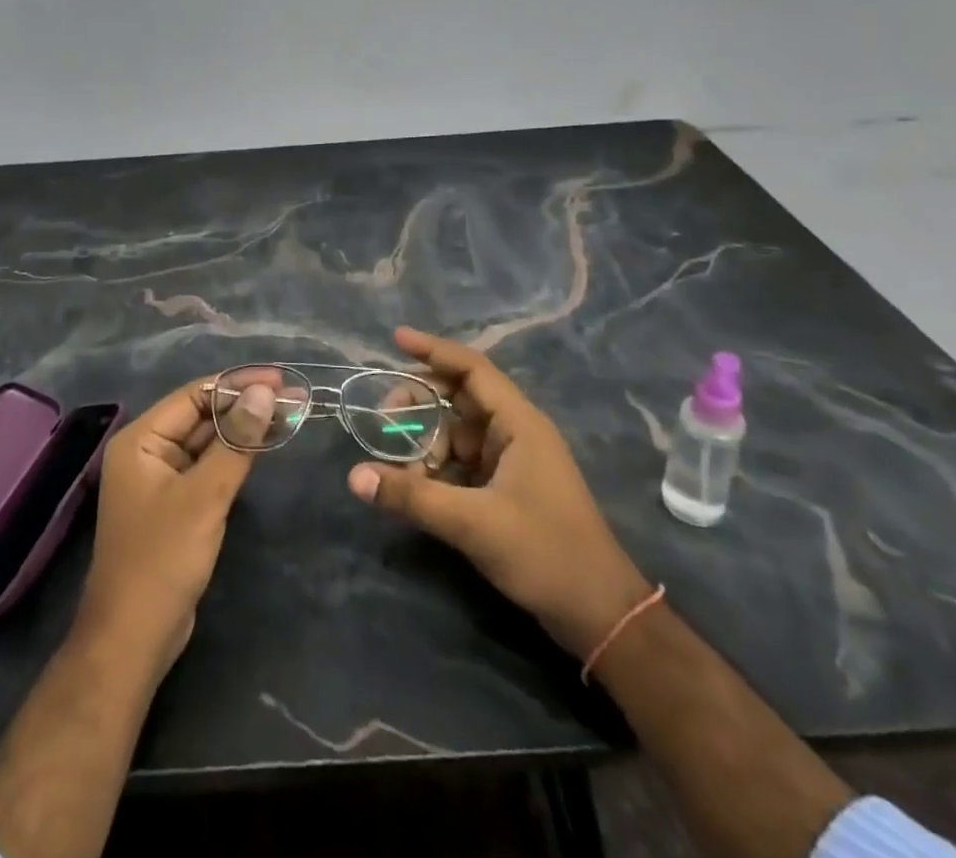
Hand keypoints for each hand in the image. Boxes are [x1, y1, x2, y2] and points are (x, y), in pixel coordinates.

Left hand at [77, 377, 274, 674]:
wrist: (133, 638)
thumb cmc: (162, 558)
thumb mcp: (204, 496)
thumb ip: (236, 441)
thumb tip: (264, 392)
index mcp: (141, 440)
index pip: (194, 395)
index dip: (238, 385)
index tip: (281, 381)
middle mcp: (147, 451)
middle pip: (201, 416)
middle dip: (245, 406)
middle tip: (293, 399)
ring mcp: (160, 479)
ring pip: (207, 442)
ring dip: (243, 430)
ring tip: (288, 416)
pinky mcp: (175, 505)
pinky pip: (207, 468)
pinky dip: (234, 456)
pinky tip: (264, 447)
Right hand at [347, 327, 653, 659]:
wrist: (601, 615)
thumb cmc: (545, 554)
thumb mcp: (473, 523)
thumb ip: (413, 496)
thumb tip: (354, 476)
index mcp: (519, 423)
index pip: (471, 369)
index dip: (434, 350)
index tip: (396, 340)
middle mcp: (515, 432)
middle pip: (458, 399)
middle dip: (419, 407)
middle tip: (384, 425)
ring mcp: (512, 460)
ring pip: (457, 433)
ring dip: (426, 444)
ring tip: (401, 471)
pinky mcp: (507, 488)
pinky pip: (463, 462)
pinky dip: (438, 468)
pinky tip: (417, 487)